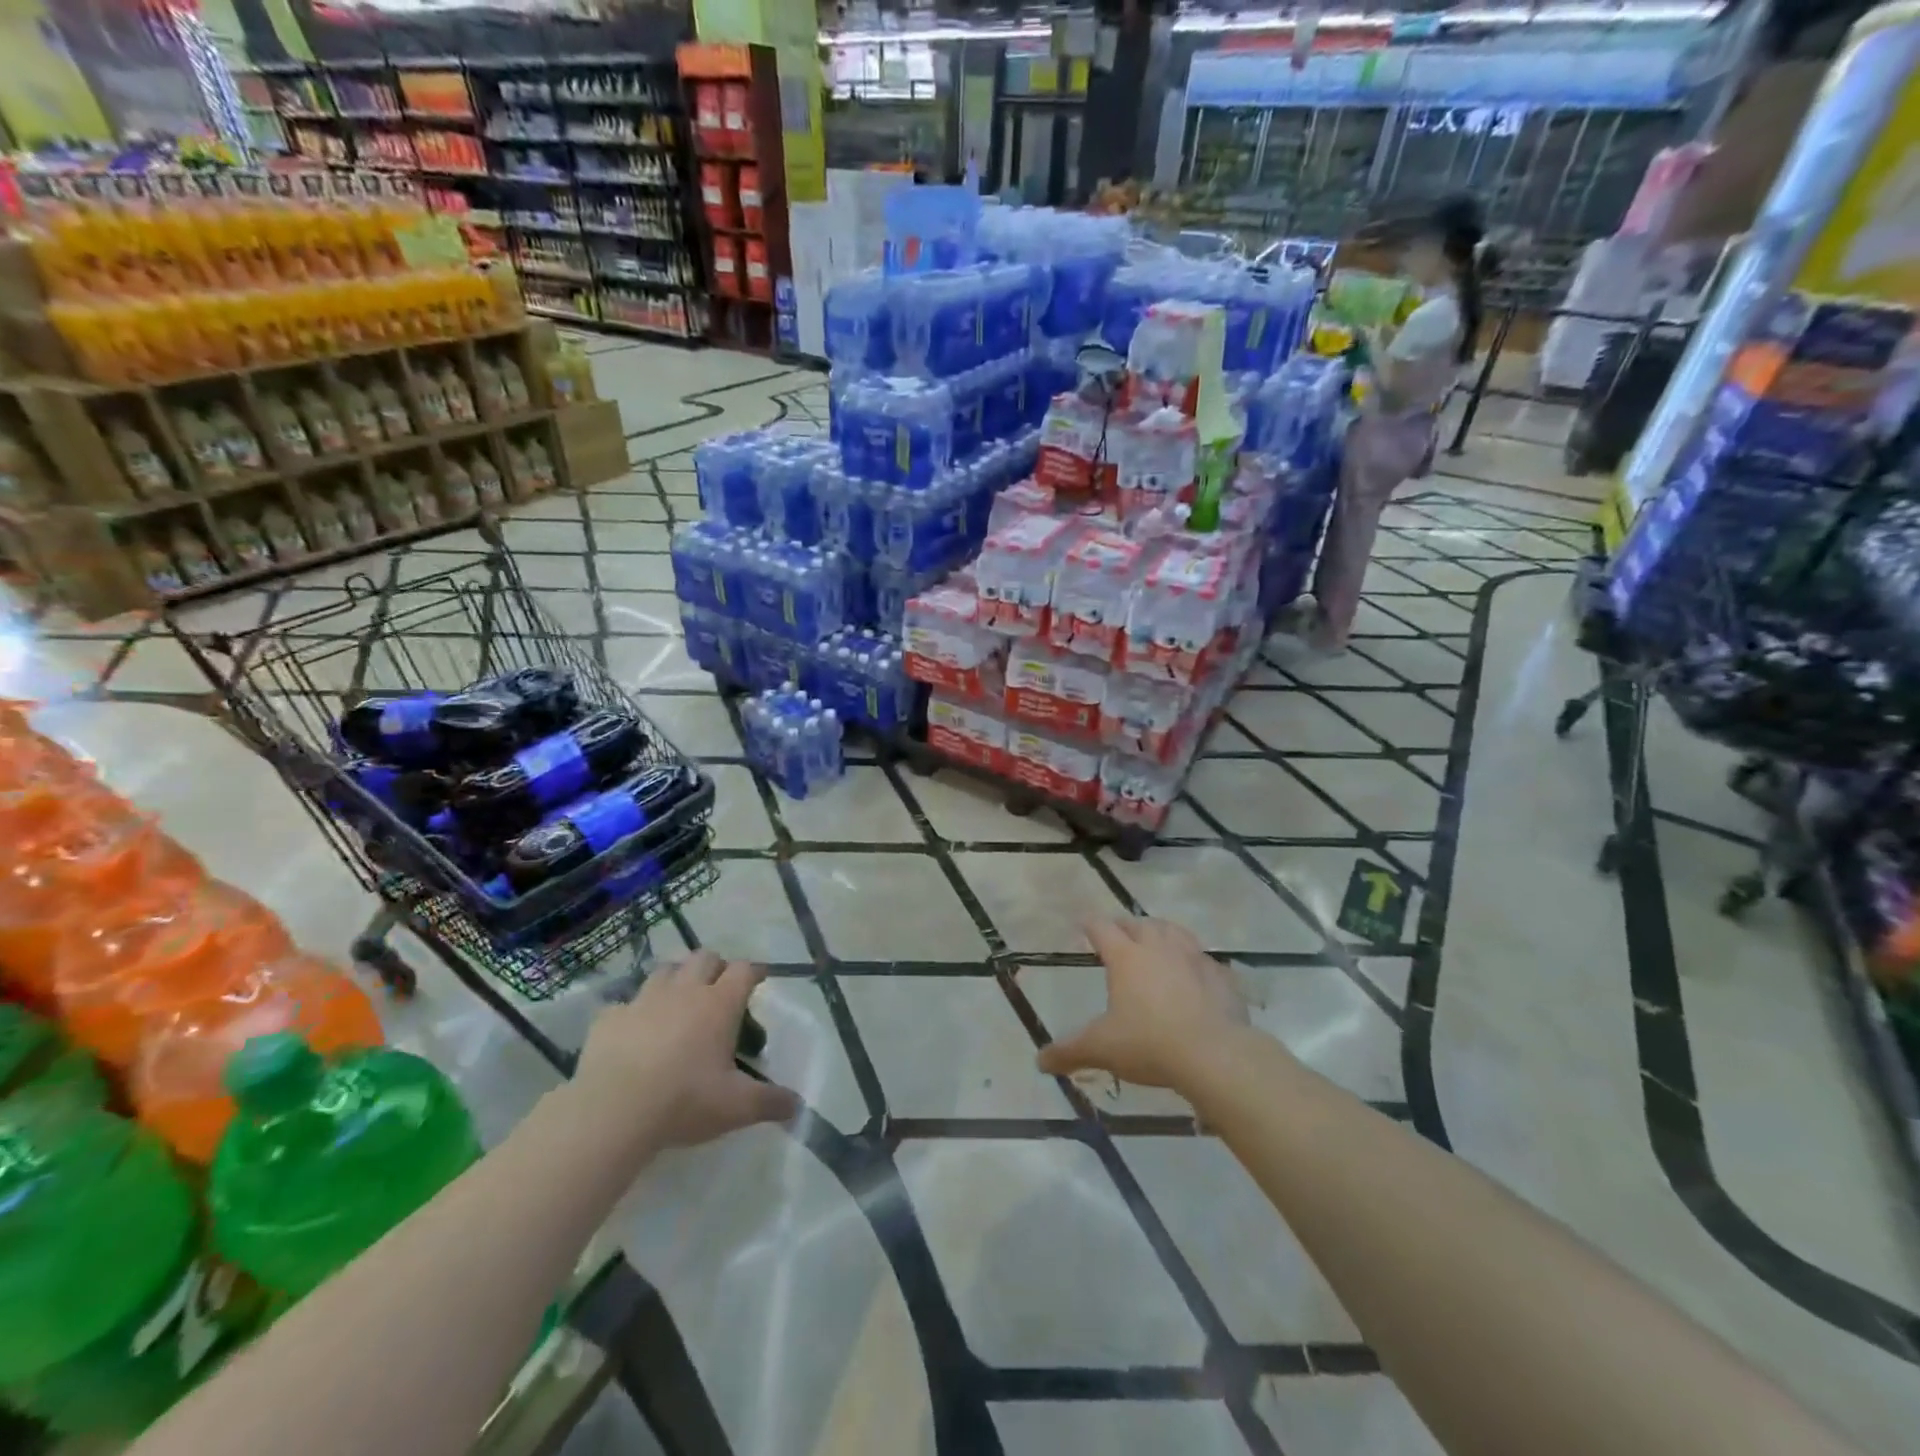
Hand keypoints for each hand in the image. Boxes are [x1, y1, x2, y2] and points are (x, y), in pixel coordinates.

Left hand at [577, 952, 798, 1148]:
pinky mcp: (609, 1017)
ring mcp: (643, 1000)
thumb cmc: (684, 1101)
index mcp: (719, 1004)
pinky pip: (624, 1004)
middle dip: (715, 967)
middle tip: (718, 990)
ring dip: (676, 979)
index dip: (754, 972)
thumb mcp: (737, 1107)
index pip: (744, 970)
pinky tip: (634, 1032)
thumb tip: (798, 1106)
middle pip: (705, 957)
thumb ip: (770, 1102)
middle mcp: (684, 991)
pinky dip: (634, 1012)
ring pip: (665, 970)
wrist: (613, 1111)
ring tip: (678, 1002)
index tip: (758, 979)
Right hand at [1036, 917, 1249, 1091]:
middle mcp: (1159, 948)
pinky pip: (1205, 960)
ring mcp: (1194, 959)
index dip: (1090, 925)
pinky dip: (1195, 962)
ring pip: (1174, 931)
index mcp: (1126, 957)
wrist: (1215, 1055)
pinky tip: (1195, 974)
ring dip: (1162, 932)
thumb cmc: (1149, 1044)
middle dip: (1126, 926)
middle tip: (1118, 934)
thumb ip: (1069, 1052)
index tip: (1084, 924)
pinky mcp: (1222, 977)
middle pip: (1139, 924)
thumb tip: (1040, 1061)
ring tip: (1156, 940)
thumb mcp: (1101, 1049)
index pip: (1102, 928)